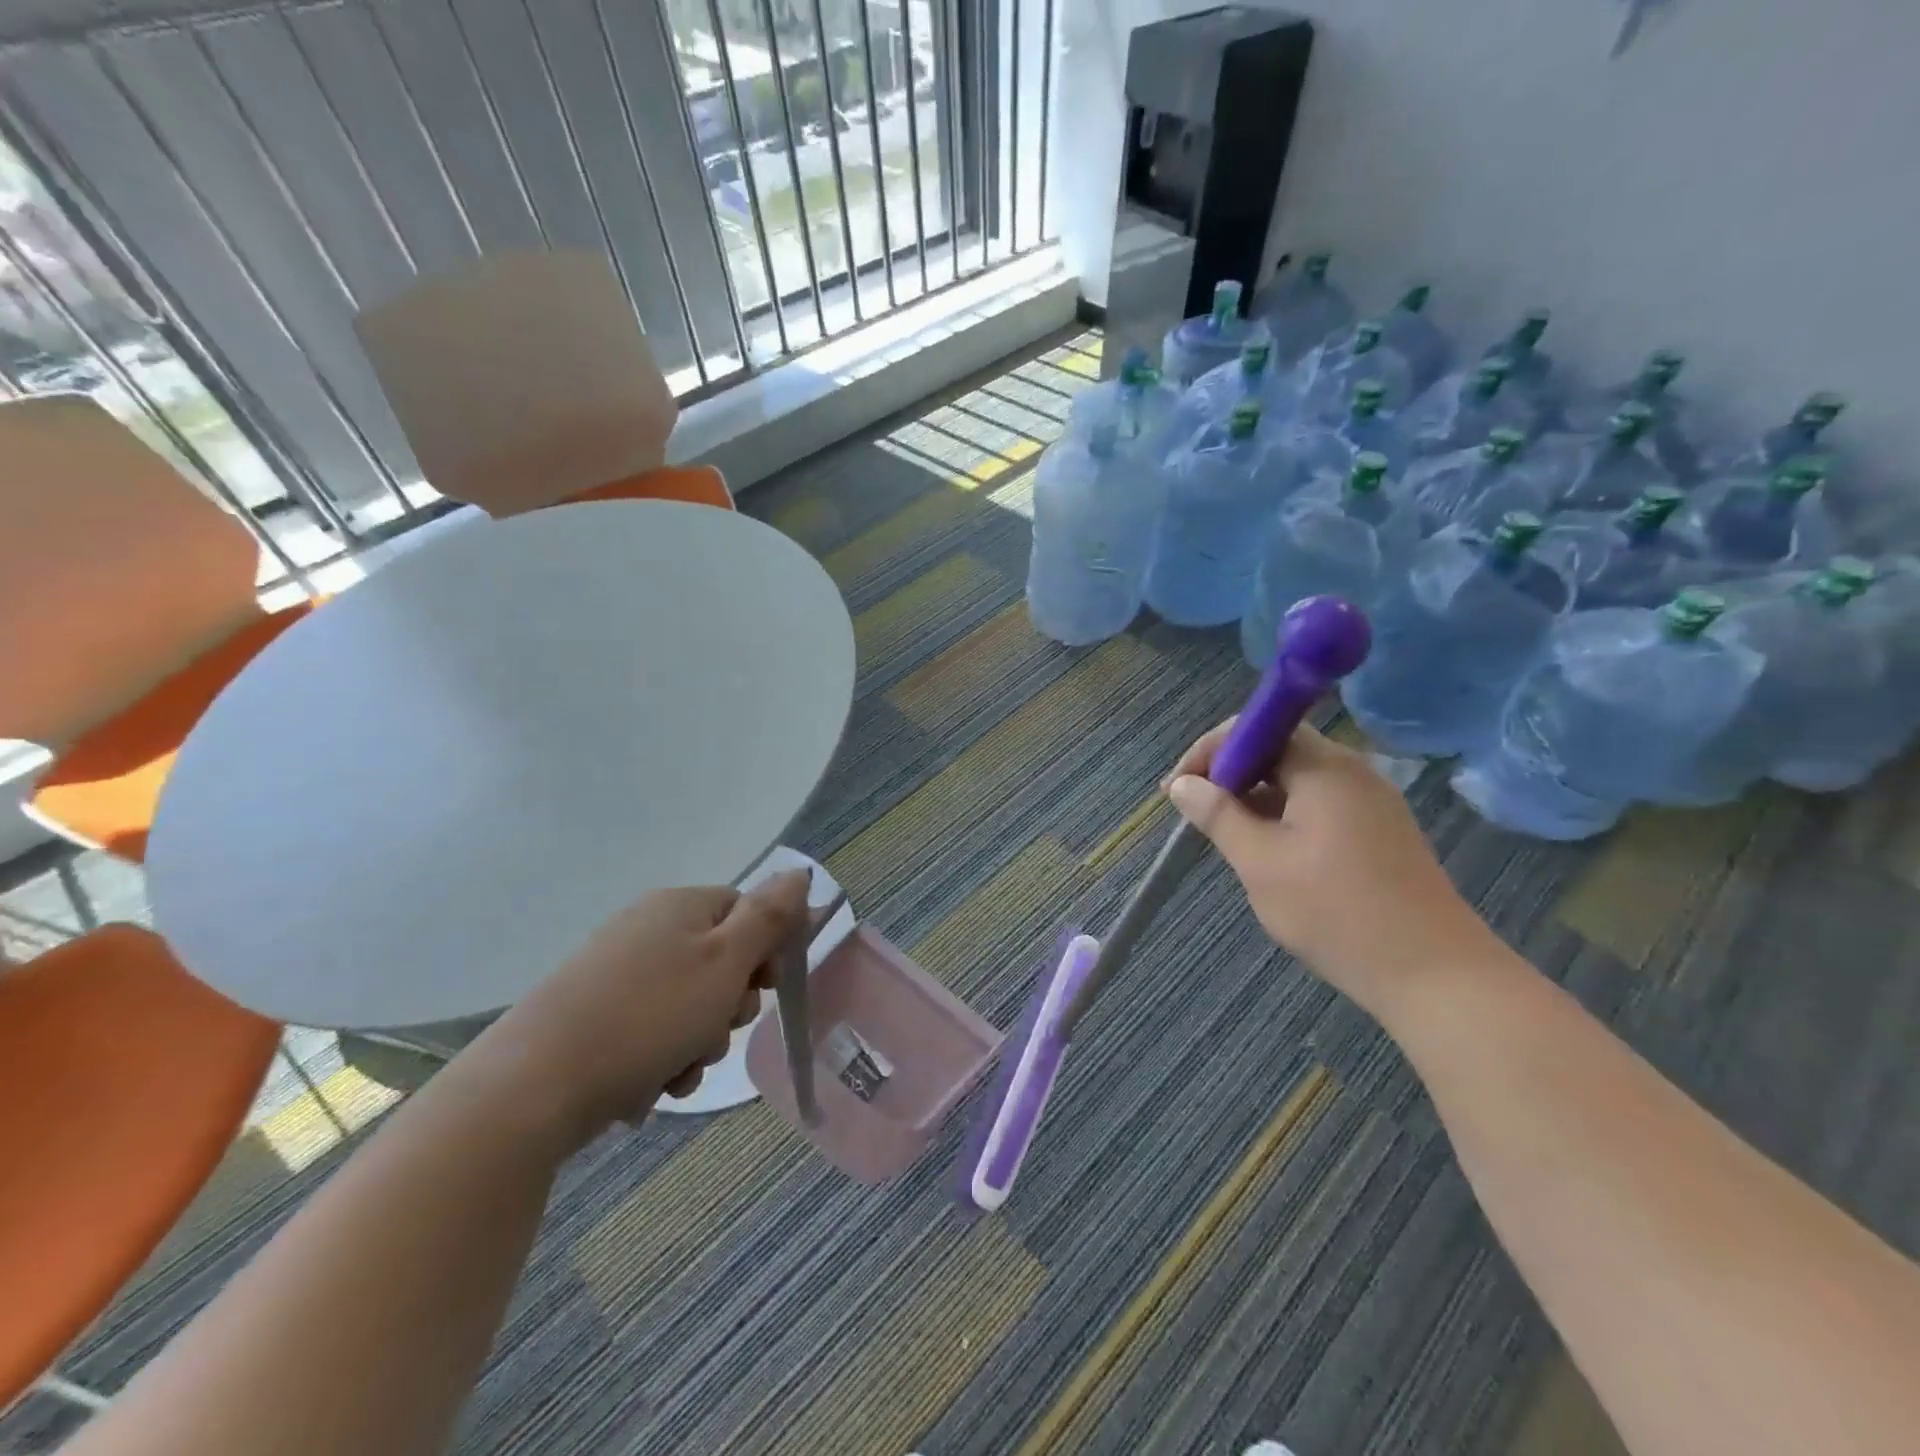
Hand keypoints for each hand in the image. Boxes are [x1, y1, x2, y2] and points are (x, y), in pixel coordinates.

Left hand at [470, 870, 811, 1143]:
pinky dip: (660, 1060)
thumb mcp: (726, 962)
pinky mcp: (591, 1016)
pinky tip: (649, 1087)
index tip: (764, 988)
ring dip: (697, 1042)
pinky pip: (650, 1032)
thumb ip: (769, 917)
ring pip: (687, 1004)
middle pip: (719, 960)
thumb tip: (799, 873)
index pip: (746, 911)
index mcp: (680, 906)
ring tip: (677, 1070)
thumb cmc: (648, 1017)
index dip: (765, 950)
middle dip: (729, 1005)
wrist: (531, 1088)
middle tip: (716, 1031)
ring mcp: (615, 974)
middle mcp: (646, 929)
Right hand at [1164, 722, 1495, 1015]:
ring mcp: (1372, 802)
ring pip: (1298, 780)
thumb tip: (1182, 785)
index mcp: (1325, 768)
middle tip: (1196, 811)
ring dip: (1255, 797)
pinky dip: (1285, 815)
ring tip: (1225, 834)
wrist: (1434, 974)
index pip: (1258, 729)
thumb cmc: (1335, 912)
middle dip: (1230, 774)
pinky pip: (1320, 805)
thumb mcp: (1260, 862)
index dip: (1211, 751)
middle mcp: (1352, 772)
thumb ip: (1218, 815)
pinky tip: (1269, 851)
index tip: (1179, 789)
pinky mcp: (1381, 832)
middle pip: (1279, 750)